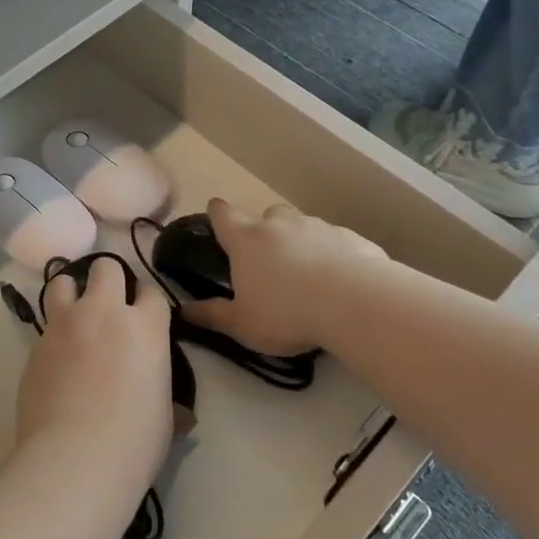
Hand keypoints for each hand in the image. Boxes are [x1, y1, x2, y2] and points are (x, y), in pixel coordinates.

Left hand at [15, 255, 173, 494]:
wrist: (74, 459)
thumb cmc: (134, 443)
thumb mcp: (165, 419)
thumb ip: (168, 398)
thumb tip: (182, 413)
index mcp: (145, 327)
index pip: (151, 291)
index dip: (147, 302)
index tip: (144, 318)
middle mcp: (104, 312)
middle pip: (106, 267)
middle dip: (108, 279)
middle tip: (108, 306)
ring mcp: (65, 324)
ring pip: (63, 281)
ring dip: (71, 293)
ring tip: (73, 315)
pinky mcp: (36, 343)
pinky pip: (45, 323)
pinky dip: (53, 332)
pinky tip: (56, 357)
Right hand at [180, 197, 388, 355]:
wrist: (355, 303)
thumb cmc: (287, 313)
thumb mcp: (243, 324)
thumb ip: (213, 315)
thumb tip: (182, 311)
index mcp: (246, 240)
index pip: (223, 214)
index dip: (218, 213)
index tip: (217, 217)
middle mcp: (278, 225)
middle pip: (267, 216)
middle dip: (266, 232)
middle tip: (270, 261)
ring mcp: (317, 227)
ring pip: (303, 227)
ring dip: (301, 243)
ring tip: (309, 275)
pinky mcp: (351, 238)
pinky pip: (336, 242)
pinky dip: (334, 255)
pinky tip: (342, 281)